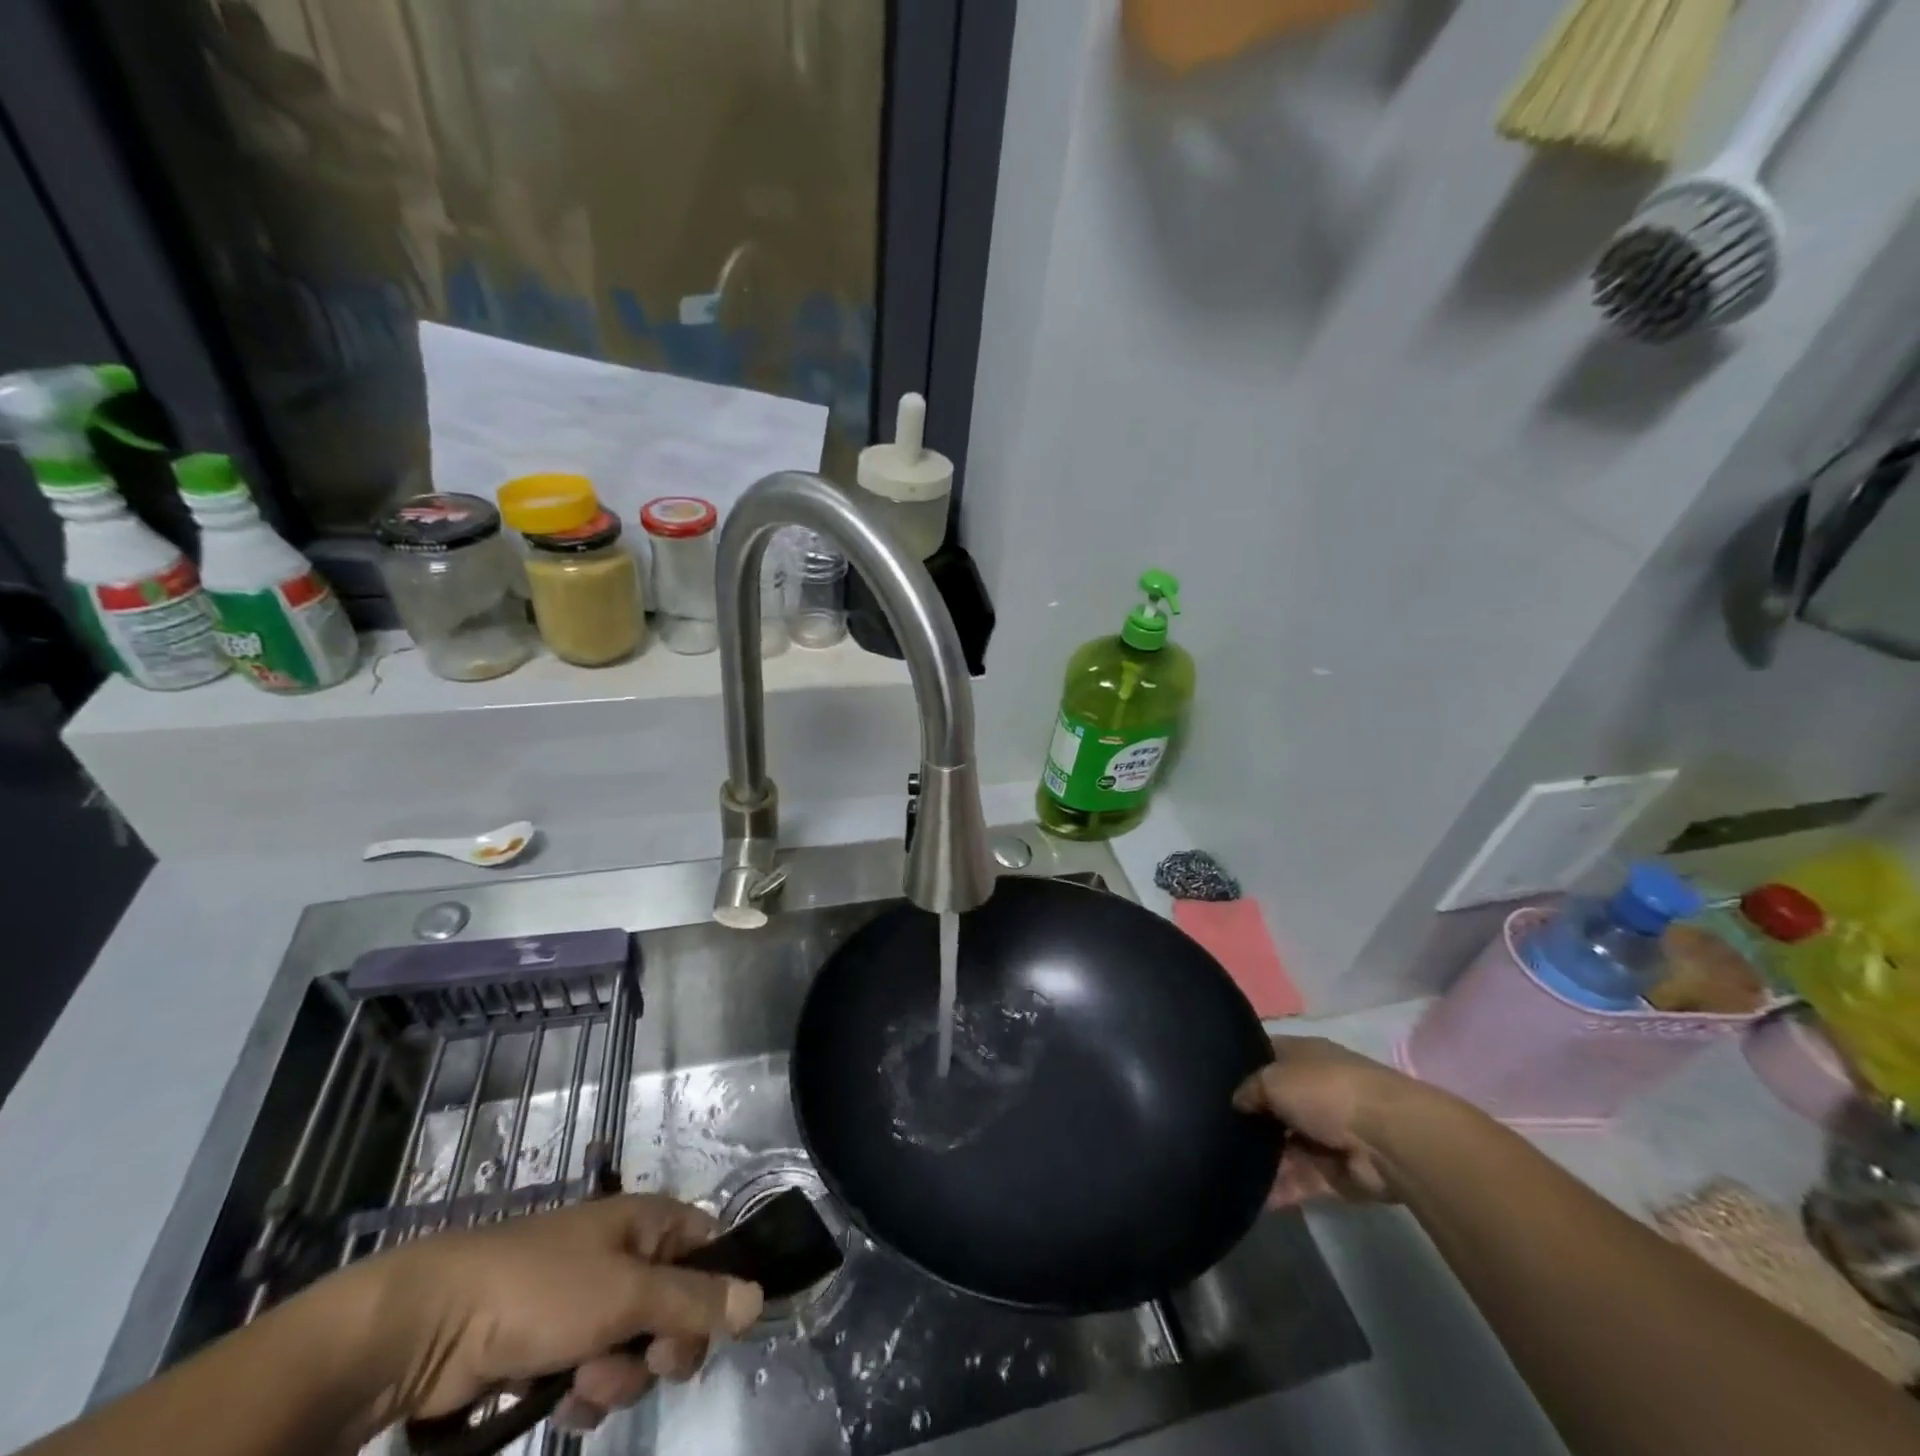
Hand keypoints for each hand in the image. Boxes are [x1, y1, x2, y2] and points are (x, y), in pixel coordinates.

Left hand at [361, 1195, 763, 1432]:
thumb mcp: (629, 1295)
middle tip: (642, 1361)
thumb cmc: (544, 1289)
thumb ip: (696, 1301)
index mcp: (649, 1223)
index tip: (705, 1330)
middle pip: (677, 1308)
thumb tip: (760, 1299)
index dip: (716, 1290)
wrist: (435, 1324)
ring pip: (636, 1350)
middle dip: (662, 1348)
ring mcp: (589, 1300)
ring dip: (618, 1378)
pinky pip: (597, 1373)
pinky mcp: (555, 1343)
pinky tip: (562, 1402)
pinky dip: (587, 1392)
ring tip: (582, 1383)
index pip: (709, 1248)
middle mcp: (627, 1255)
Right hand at [1232, 1036, 1434, 1205]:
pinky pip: (1299, 1180)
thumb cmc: (1326, 1090)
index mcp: (1303, 1056)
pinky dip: (1279, 1189)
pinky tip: (1248, 1195)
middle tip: (1213, 1128)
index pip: (1266, 1056)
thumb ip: (1249, 1089)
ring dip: (1261, 1157)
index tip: (1210, 1078)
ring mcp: (1326, 1134)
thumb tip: (1237, 1102)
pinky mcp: (1335, 1174)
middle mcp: (1314, 1091)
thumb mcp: (1273, 1078)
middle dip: (1249, 1118)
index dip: (1241, 1065)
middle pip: (1273, 1105)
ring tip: (1223, 1163)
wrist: (1388, 1140)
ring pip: (1284, 1145)